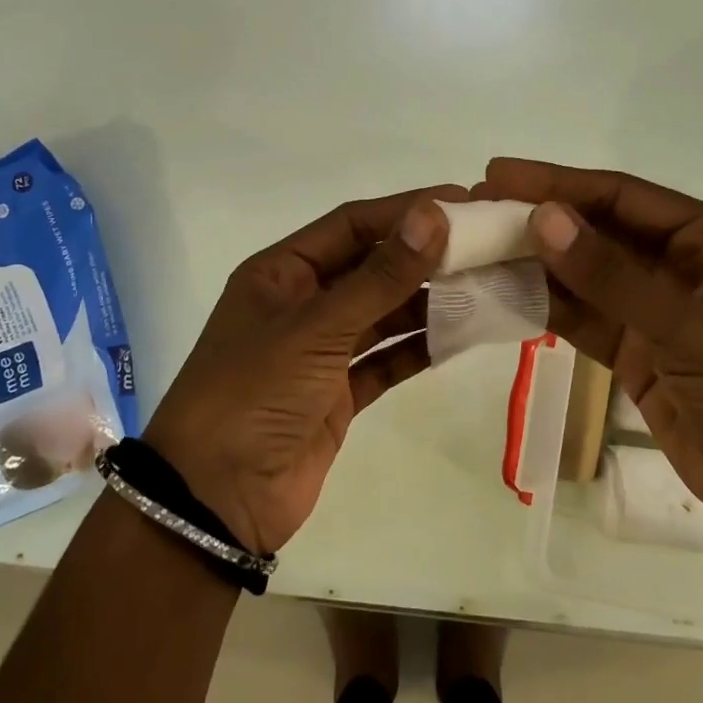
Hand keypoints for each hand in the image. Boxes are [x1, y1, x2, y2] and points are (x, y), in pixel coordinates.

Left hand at [143, 187, 462, 554]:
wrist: (216, 499)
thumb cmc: (254, 394)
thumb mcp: (316, 328)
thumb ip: (379, 277)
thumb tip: (433, 216)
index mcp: (282, 273)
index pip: (352, 224)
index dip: (405, 210)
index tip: (462, 202)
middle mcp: (302, 303)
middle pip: (372, 267)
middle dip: (425, 256)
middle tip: (487, 246)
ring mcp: (321, 351)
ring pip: (383, 313)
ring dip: (428, 302)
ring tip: (485, 287)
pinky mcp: (338, 394)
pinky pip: (386, 360)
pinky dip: (418, 349)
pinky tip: (459, 337)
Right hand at [474, 159, 702, 537]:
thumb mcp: (692, 330)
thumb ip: (613, 277)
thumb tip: (543, 218)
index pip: (620, 196)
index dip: (558, 182)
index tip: (497, 173)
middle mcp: (677, 262)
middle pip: (594, 229)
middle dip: (537, 218)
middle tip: (473, 209)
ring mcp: (652, 308)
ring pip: (581, 273)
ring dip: (532, 262)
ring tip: (473, 249)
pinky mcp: (633, 348)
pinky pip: (580, 316)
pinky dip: (543, 305)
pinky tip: (501, 293)